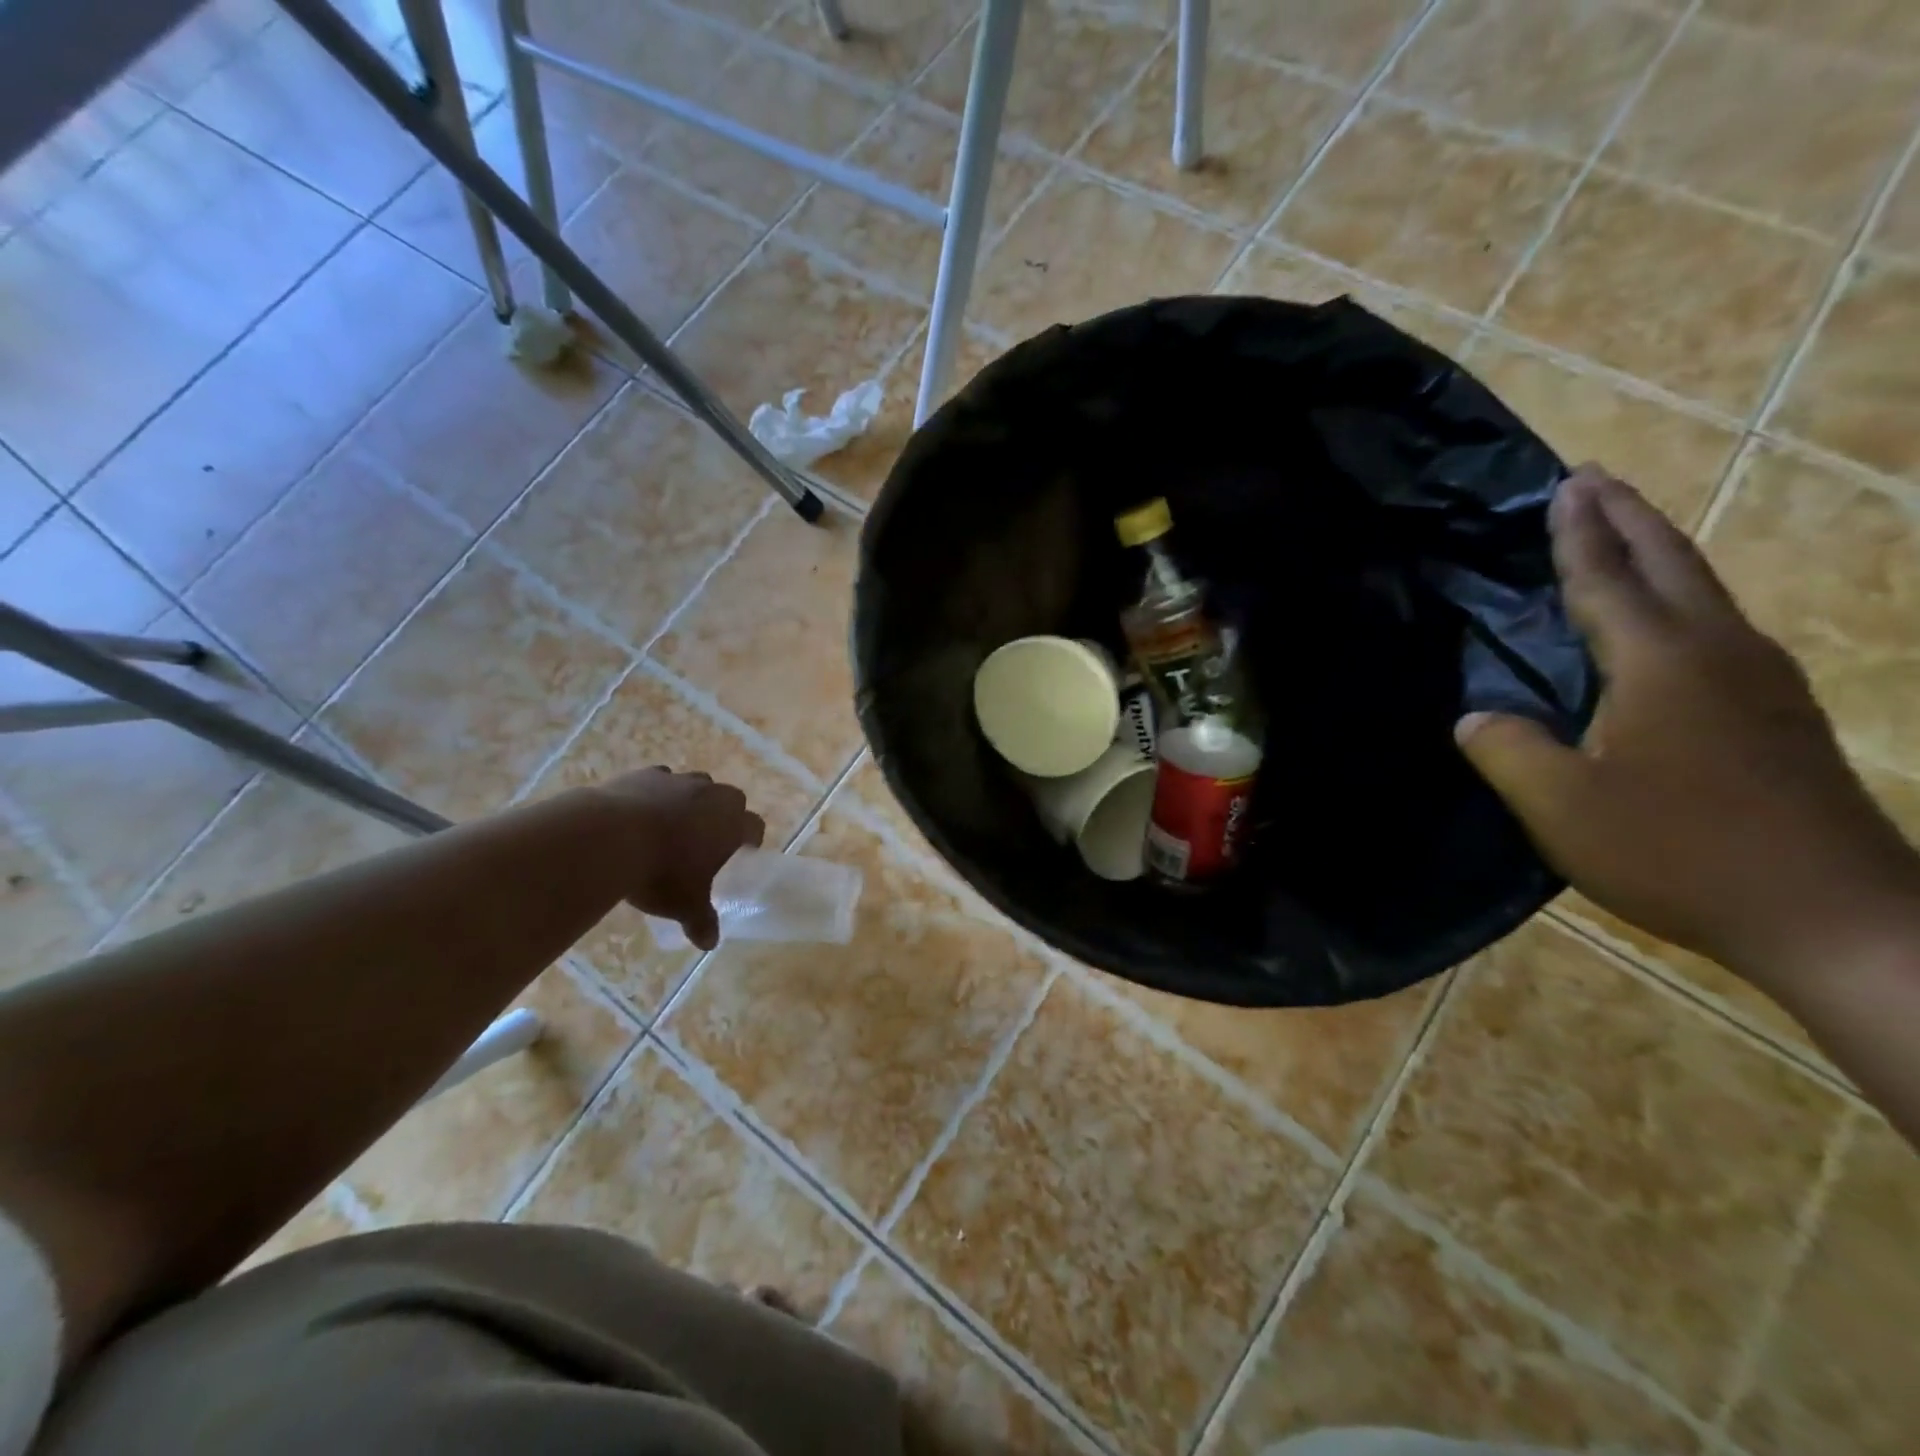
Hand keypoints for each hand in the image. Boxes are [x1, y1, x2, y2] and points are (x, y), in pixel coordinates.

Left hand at [591, 768, 765, 950]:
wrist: (609, 838)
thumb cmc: (661, 873)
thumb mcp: (685, 905)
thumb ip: (701, 921)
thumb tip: (710, 943)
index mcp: (732, 824)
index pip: (755, 827)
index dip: (749, 841)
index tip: (738, 855)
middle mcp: (712, 795)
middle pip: (730, 800)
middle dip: (722, 817)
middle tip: (705, 842)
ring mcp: (679, 780)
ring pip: (696, 785)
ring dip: (691, 802)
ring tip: (670, 827)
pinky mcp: (646, 774)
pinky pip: (660, 780)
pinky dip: (656, 793)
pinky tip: (640, 813)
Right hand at [1455, 465, 1919, 993]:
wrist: (1834, 917)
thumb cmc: (1680, 852)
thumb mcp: (1561, 806)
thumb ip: (1506, 751)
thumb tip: (1474, 716)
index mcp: (1661, 663)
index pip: (1608, 580)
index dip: (1579, 534)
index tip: (1564, 485)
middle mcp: (1719, 653)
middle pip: (1672, 562)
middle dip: (1629, 516)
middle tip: (1594, 479)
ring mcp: (1761, 682)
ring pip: (1703, 591)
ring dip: (1659, 551)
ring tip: (1624, 533)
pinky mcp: (1778, 714)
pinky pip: (1716, 627)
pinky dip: (1679, 598)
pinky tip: (1666, 620)